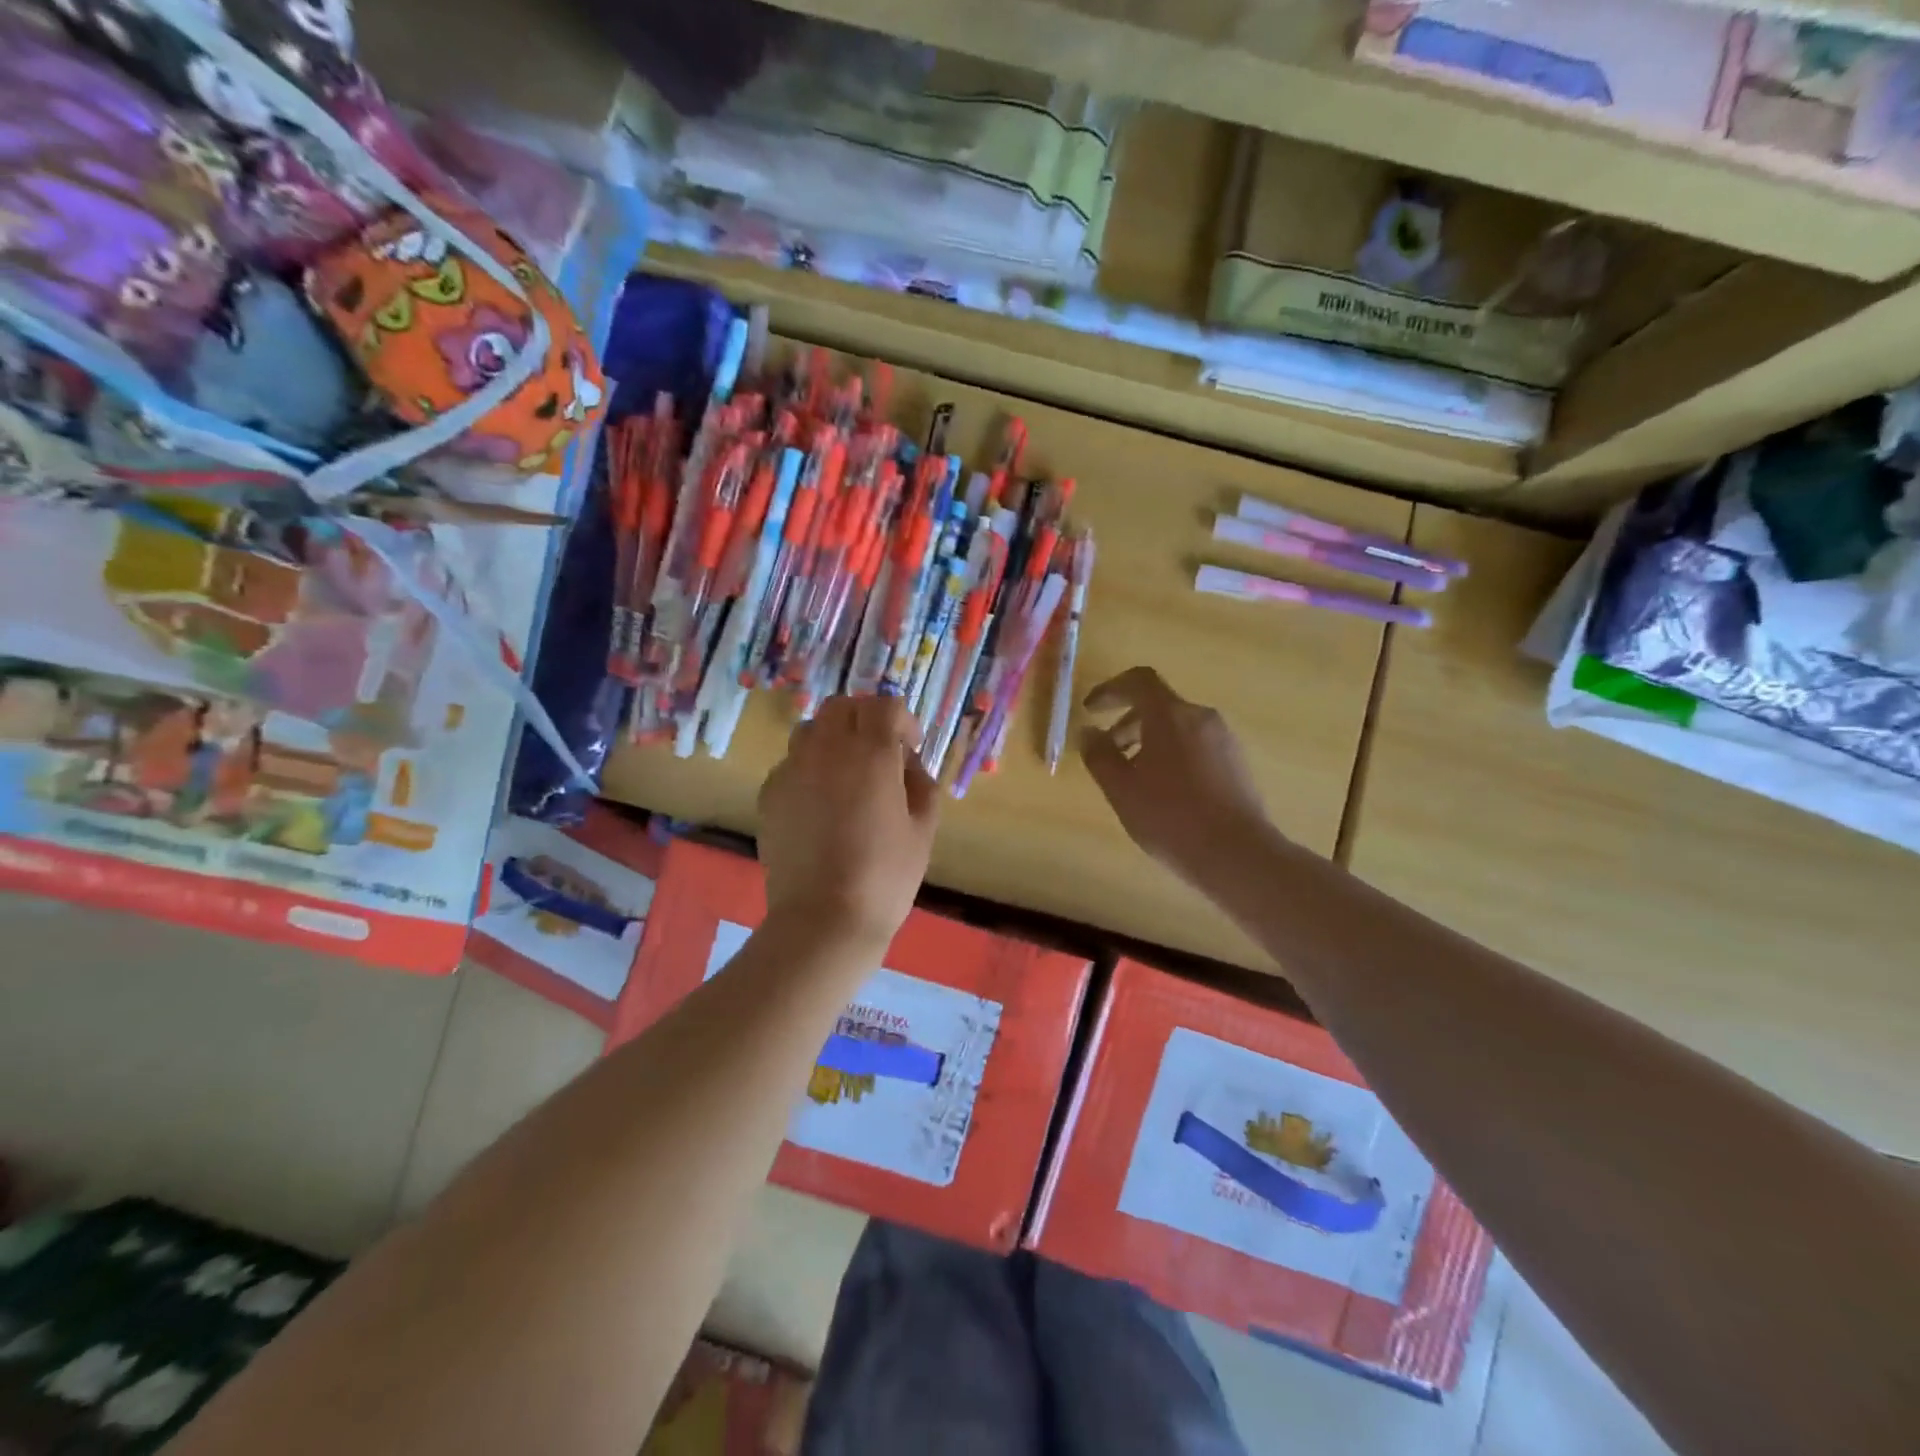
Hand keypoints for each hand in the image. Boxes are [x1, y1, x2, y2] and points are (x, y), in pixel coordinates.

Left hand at [757, 695, 939, 951]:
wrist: (824, 919)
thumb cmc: (885, 876)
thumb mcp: (923, 829)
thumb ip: (921, 784)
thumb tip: (907, 766)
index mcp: (870, 753)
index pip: (884, 706)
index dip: (902, 721)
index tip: (910, 748)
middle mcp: (827, 749)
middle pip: (842, 707)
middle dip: (864, 719)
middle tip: (879, 752)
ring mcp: (792, 769)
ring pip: (811, 730)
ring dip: (833, 739)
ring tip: (846, 774)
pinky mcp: (770, 794)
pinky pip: (792, 764)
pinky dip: (809, 769)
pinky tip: (820, 806)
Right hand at [1079, 666, 1274, 888]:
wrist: (1237, 854)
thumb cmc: (1170, 817)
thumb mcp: (1121, 789)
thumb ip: (1099, 755)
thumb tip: (1088, 732)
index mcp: (1170, 715)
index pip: (1139, 681)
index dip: (1110, 690)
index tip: (1091, 710)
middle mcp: (1201, 717)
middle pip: (1159, 705)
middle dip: (1127, 722)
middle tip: (1108, 751)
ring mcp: (1224, 739)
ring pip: (1178, 726)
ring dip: (1150, 740)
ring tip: (1134, 777)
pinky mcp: (1237, 763)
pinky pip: (1196, 745)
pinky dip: (1173, 754)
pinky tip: (1165, 791)